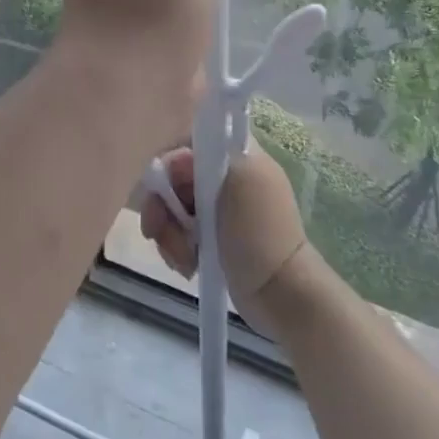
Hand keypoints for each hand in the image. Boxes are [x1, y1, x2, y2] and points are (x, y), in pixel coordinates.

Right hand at [139, 145, 310, 334]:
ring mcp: (216, 209)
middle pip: (173, 176)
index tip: (168, 189)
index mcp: (238, 154)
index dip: (170, 163)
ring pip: (171, 206)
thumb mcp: (239, 180)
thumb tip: (175, 158)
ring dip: (168, 232)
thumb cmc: (260, 234)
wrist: (281, 295)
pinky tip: (187, 265)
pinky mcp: (209, 237)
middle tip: (157, 231)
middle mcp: (225, 176)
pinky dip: (175, 247)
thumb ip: (206, 156)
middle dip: (162, 205)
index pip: (186, 142)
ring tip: (182, 258)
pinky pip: (177, 230)